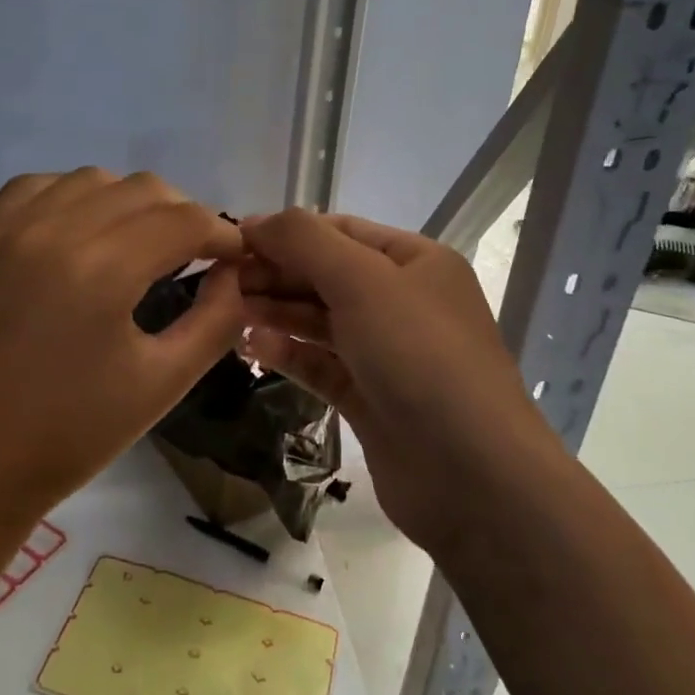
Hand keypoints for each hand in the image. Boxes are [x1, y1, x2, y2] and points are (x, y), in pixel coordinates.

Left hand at [0, 169, 246, 533]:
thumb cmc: (70, 436)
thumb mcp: (164, 383)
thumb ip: (217, 319)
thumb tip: (234, 272)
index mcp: (101, 271)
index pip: (184, 219)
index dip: (221, 234)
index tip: (232, 259)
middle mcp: (50, 230)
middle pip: (142, 188)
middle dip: (182, 216)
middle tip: (191, 256)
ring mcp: (3, 229)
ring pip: (91, 179)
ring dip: (128, 203)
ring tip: (135, 246)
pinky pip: (36, 188)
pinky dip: (72, 198)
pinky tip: (79, 235)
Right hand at [239, 209, 548, 555]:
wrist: (470, 473)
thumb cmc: (419, 356)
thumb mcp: (363, 281)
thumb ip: (306, 242)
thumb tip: (255, 220)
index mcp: (414, 261)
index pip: (340, 231)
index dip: (286, 232)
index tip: (233, 240)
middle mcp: (402, 301)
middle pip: (325, 275)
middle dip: (276, 274)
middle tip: (223, 282)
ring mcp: (385, 352)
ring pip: (319, 320)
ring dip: (276, 313)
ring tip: (230, 312)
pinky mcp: (369, 397)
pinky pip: (320, 364)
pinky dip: (288, 353)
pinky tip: (253, 348)